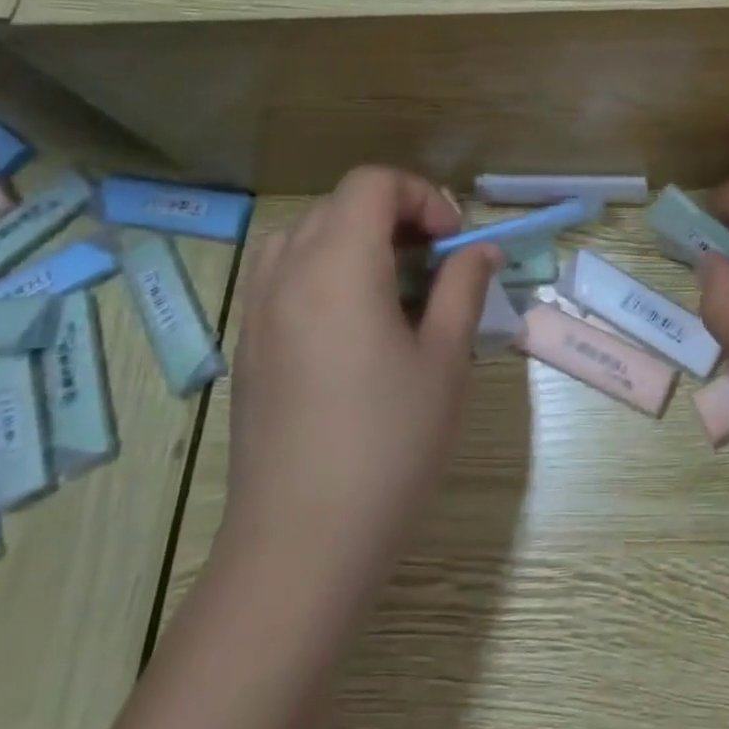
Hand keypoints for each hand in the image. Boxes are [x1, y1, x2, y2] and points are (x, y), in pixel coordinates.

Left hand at [217, 167, 497, 596]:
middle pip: (339, 204)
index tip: (454, 242)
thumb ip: (463, 288)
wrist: (303, 544)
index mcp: (337, 267)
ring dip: (354, 238)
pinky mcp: (248, 347)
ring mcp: (258, 311)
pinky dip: (322, 268)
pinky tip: (354, 322)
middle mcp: (287, 274)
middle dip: (395, 215)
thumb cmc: (389, 445)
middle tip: (435, 261)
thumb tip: (480, 250)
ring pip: (304, 234)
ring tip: (393, 284)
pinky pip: (282, 274)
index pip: (372, 184)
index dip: (423, 196)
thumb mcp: (444, 359)